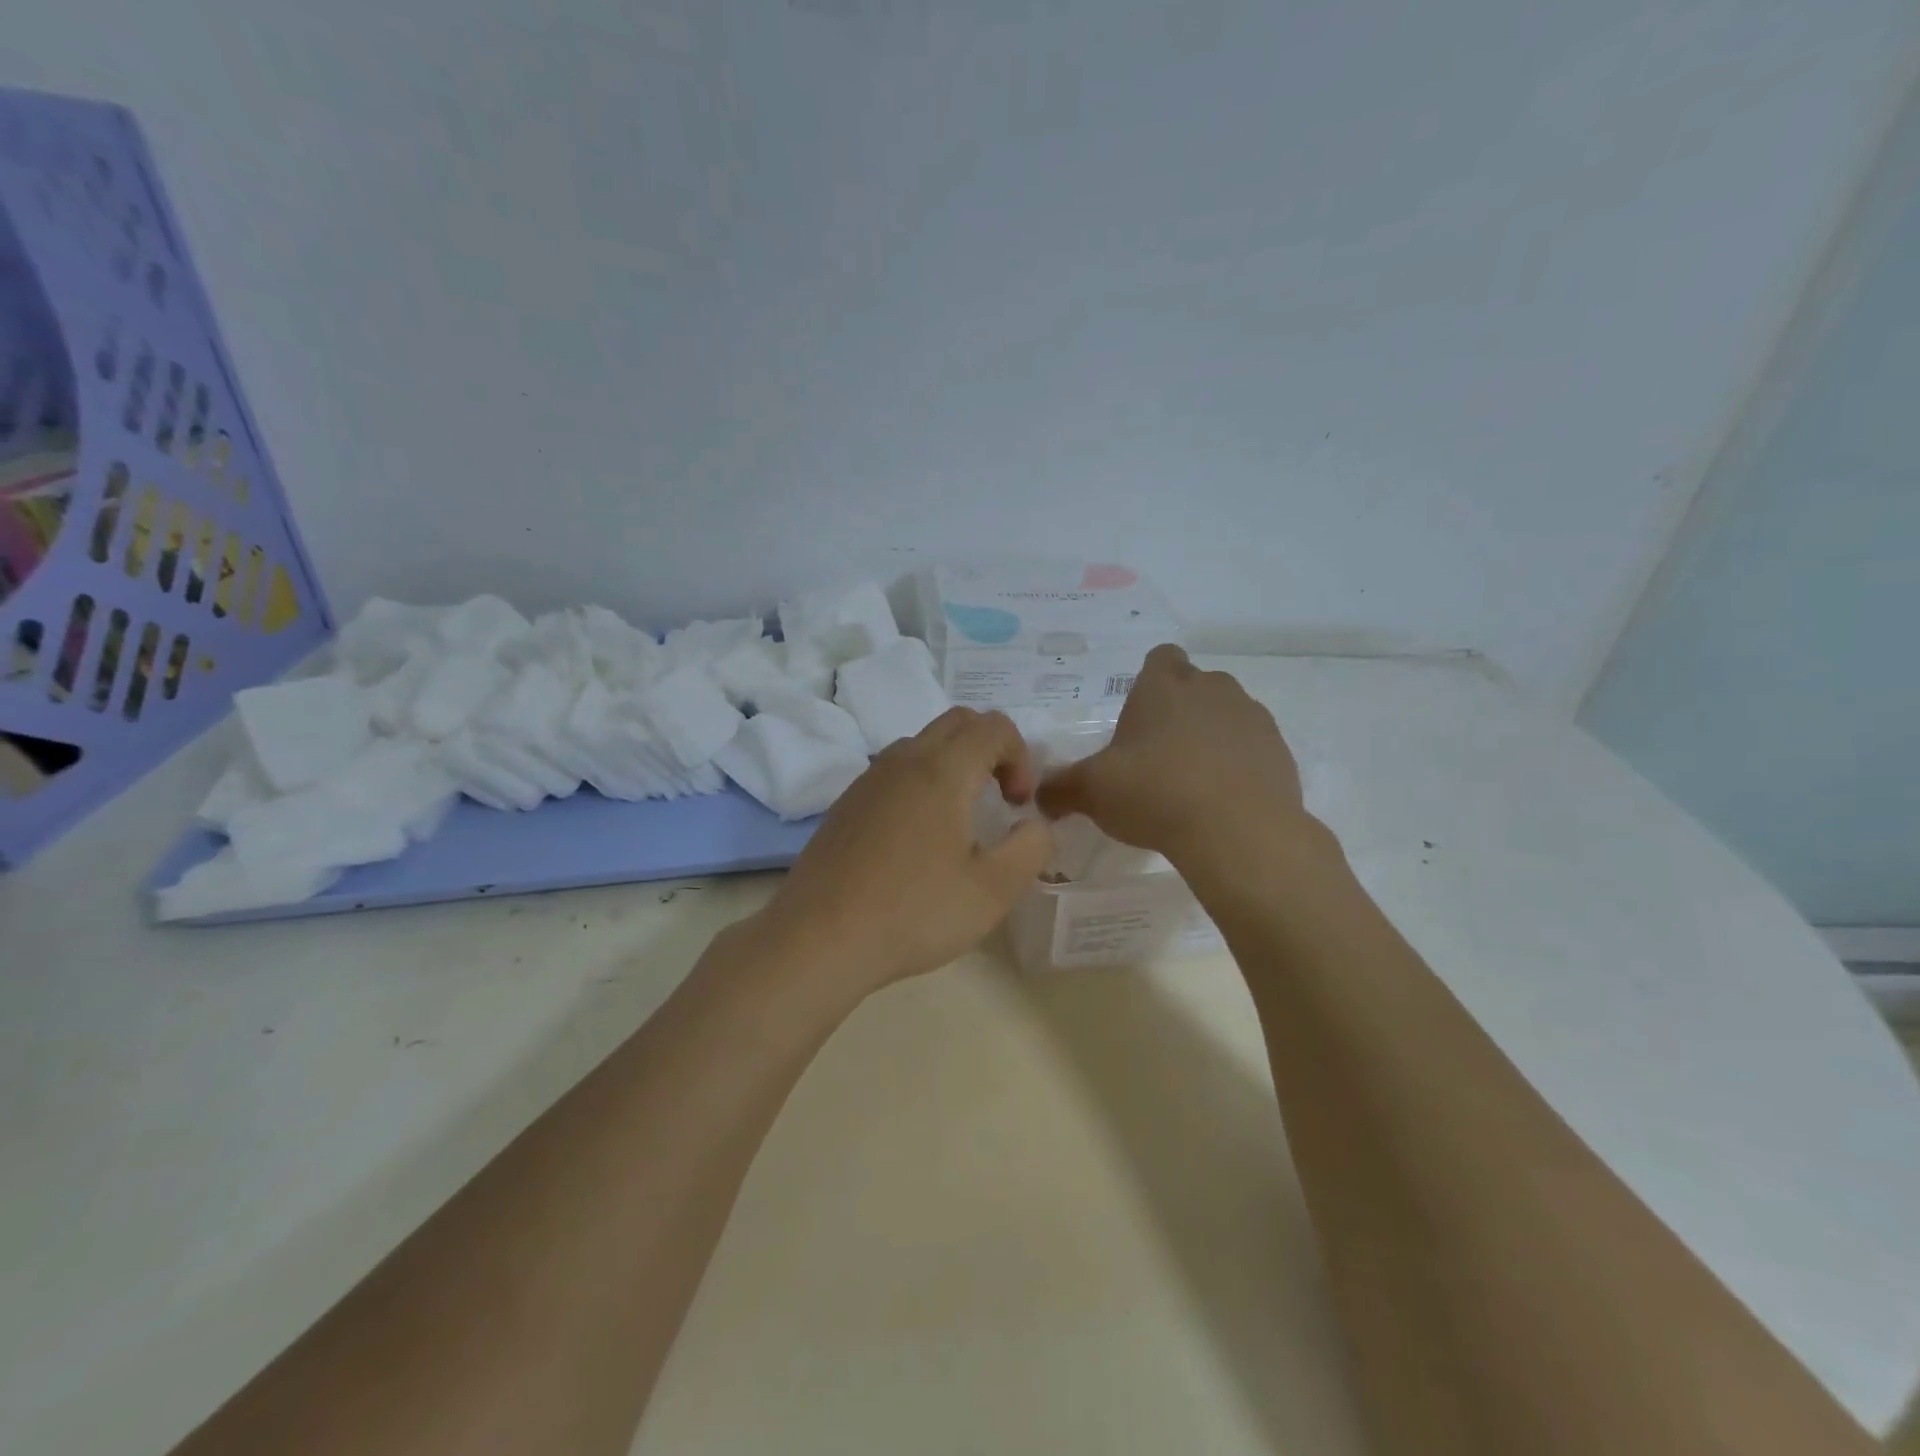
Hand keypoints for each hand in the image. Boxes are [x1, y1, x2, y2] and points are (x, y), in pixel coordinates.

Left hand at [751, 707, 1052, 997]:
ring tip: (961, 819)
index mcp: (942, 769)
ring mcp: (868, 780)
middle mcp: (903, 760)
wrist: (818, 938)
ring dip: (954, 764)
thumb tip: (1034, 824)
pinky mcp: (846, 804)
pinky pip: (894, 772)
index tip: (1018, 805)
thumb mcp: (994, 890)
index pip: (994, 726)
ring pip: (922, 744)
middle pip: (958, 723)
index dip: (1021, 757)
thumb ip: (1031, 847)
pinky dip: (921, 782)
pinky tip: (918, 839)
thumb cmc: (914, 912)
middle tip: (999, 800)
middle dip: (991, 750)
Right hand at [1036, 645, 1312, 868]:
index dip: (1149, 682)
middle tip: (1156, 756)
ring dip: (1210, 737)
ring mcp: (1252, 717)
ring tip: (1191, 783)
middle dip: (1178, 712)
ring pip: (1226, 715)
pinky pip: (1252, 748)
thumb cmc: (1155, 794)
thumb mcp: (1092, 792)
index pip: (1160, 657)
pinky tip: (1221, 801)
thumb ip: (1061, 788)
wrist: (1238, 832)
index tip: (1138, 717)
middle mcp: (1212, 688)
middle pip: (1194, 686)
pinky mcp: (1280, 751)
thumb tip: (1039, 796)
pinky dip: (1238, 765)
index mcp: (1164, 685)